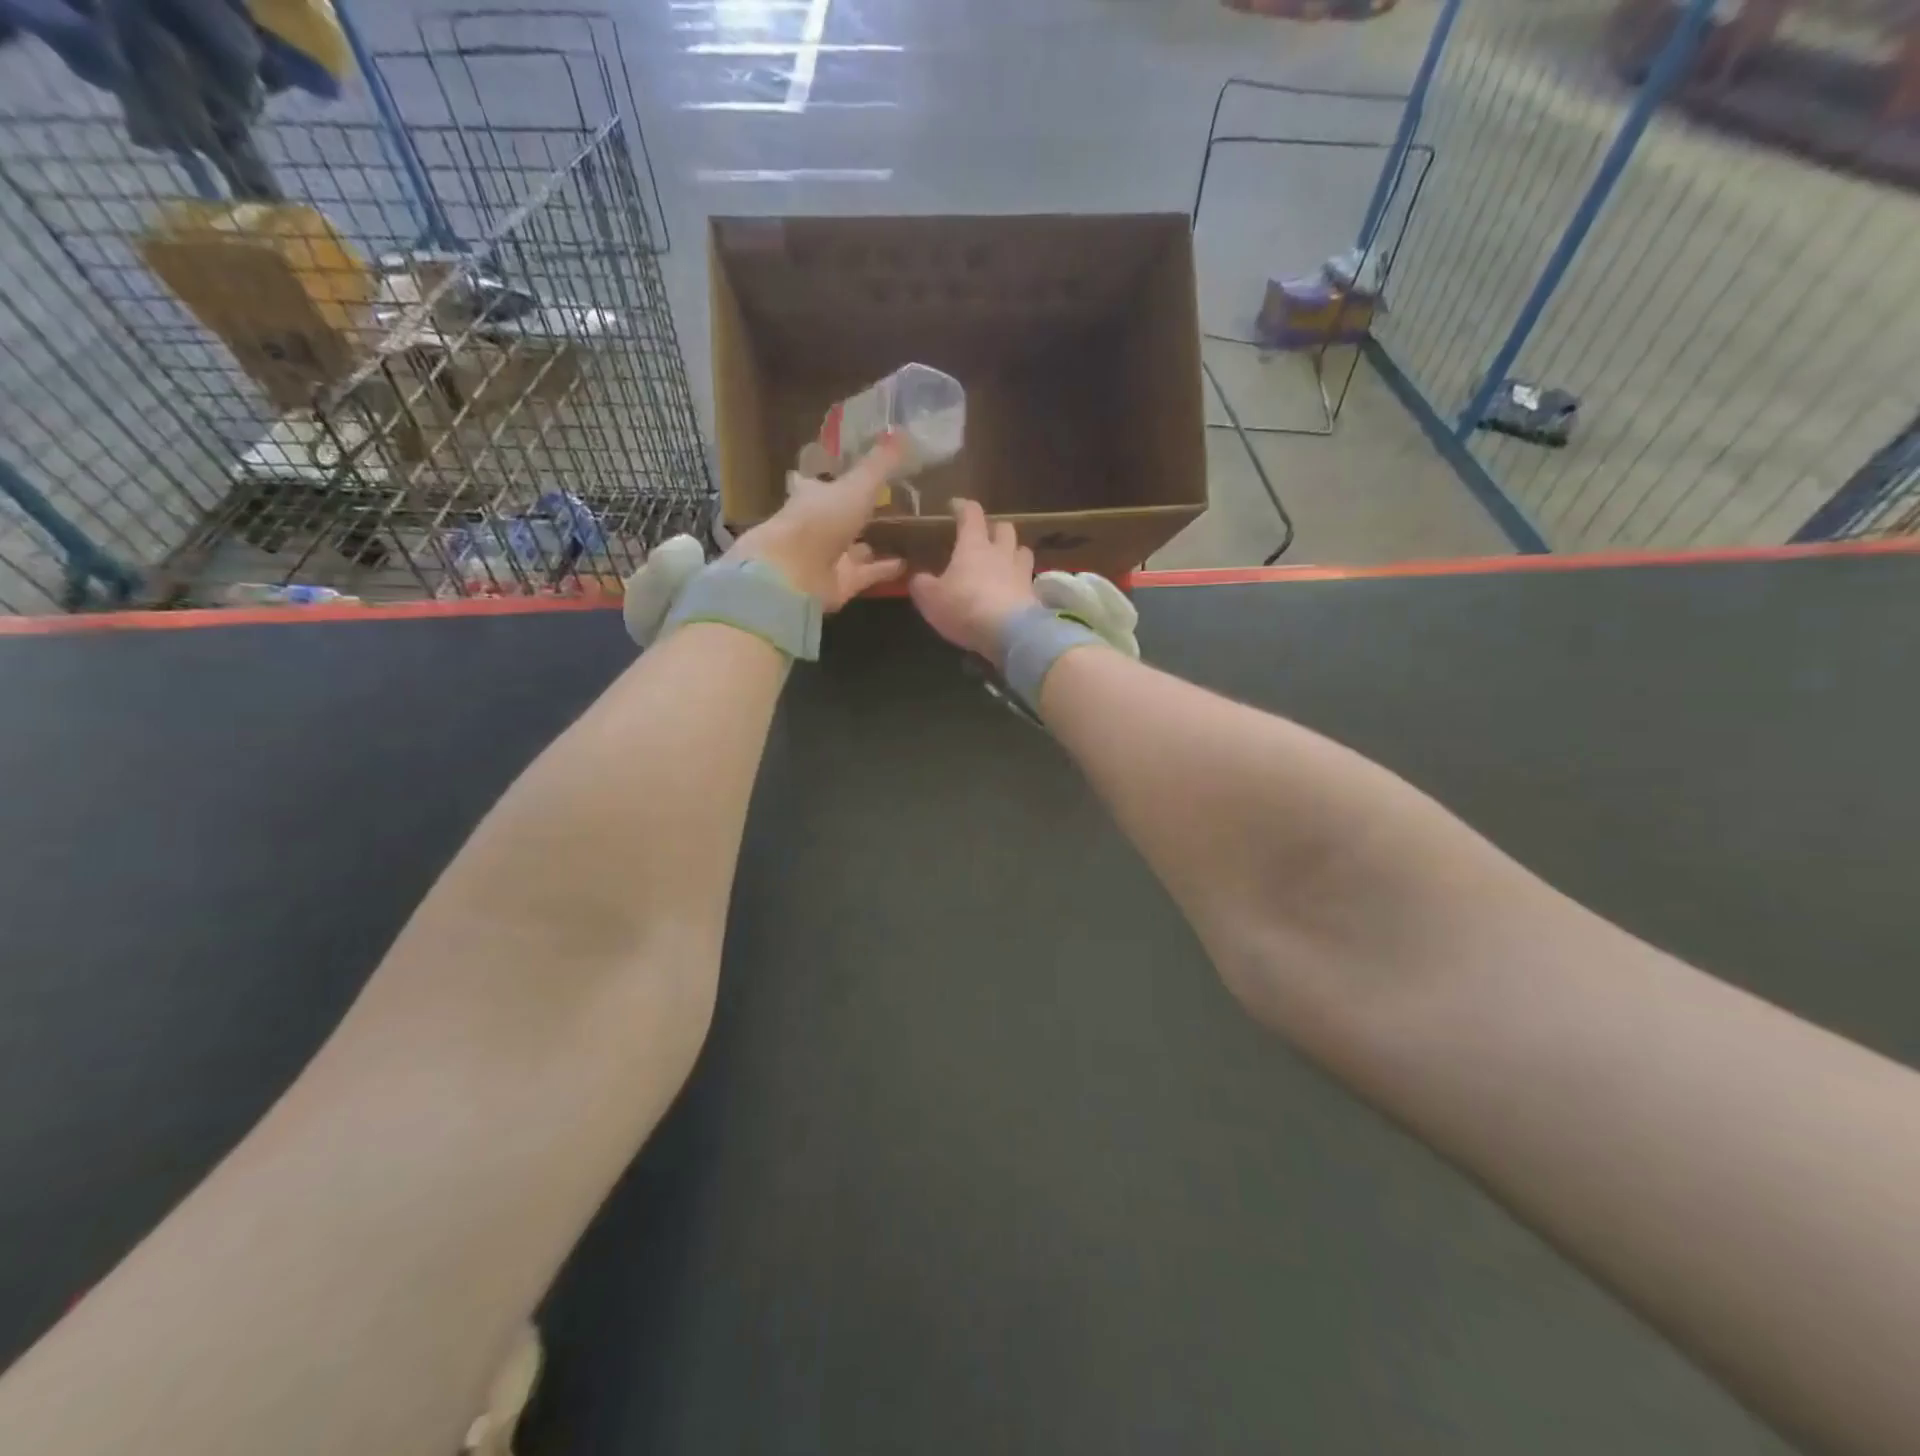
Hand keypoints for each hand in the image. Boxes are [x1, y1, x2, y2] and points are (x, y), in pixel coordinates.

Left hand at [729, 437, 906, 609]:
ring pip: (855, 547)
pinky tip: (909, 563)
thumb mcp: (856, 486)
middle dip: (861, 512)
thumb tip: (903, 431)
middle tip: (892, 503)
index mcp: (813, 495)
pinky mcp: (841, 584)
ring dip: (875, 543)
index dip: (840, 476)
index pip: (825, 482)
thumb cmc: (820, 520)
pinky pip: (869, 573)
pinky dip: (886, 569)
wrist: (794, 575)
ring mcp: (829, 557)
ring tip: (907, 535)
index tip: (858, 470)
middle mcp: (819, 525)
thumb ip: (880, 464)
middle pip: (841, 516)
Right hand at [908, 498, 1039, 663]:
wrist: (1009, 633)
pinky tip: (1013, 589)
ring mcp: (1021, 572)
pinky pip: (1028, 578)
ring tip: (1004, 560)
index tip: (955, 505)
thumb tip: (918, 578)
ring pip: (1022, 550)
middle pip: (1004, 527)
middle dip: (994, 528)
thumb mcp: (931, 599)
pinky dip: (1020, 580)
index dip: (962, 507)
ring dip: (1013, 551)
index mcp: (974, 546)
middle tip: (984, 536)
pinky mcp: (1033, 594)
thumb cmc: (965, 608)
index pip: (971, 515)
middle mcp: (1001, 552)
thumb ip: (922, 585)